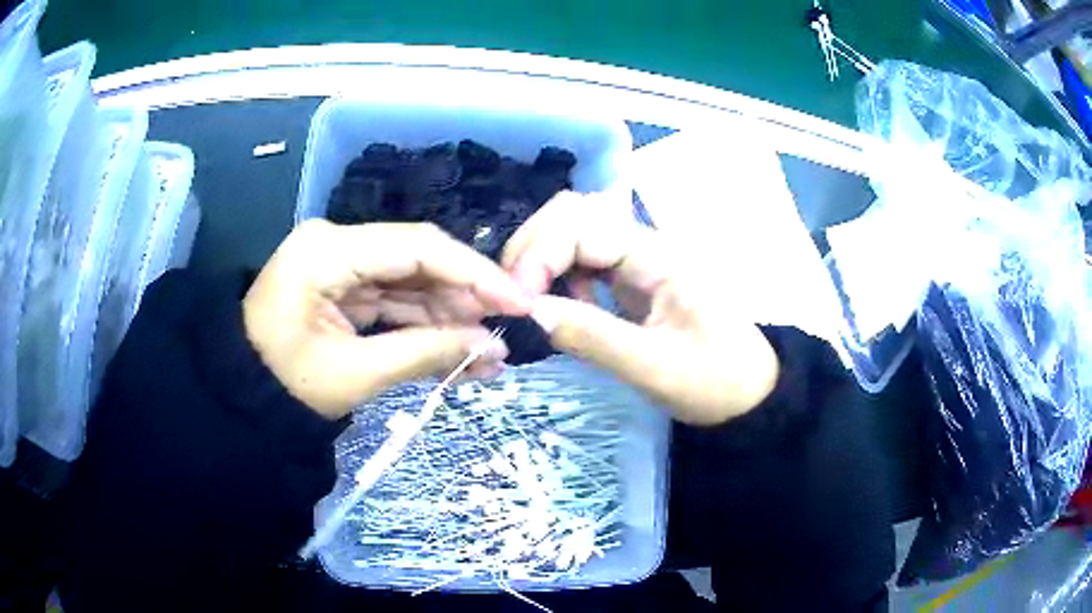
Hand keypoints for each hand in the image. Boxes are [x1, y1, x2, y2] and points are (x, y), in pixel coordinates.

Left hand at [244, 220, 530, 418]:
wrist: (240, 398)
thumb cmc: (285, 386)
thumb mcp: (356, 373)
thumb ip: (426, 352)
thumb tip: (492, 348)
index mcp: (329, 250)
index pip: (417, 248)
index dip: (475, 274)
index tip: (519, 302)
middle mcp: (338, 243)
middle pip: (418, 261)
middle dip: (465, 299)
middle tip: (505, 334)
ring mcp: (341, 264)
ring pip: (410, 282)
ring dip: (449, 317)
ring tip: (487, 354)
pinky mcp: (344, 286)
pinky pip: (393, 300)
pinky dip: (423, 325)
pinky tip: (457, 349)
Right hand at [502, 192, 778, 424]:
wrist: (751, 393)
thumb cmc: (716, 382)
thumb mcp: (656, 368)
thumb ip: (594, 338)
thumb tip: (531, 313)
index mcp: (658, 255)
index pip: (582, 224)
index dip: (539, 253)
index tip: (517, 301)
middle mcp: (645, 245)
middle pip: (573, 213)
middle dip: (532, 246)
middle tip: (511, 296)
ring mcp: (638, 259)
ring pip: (574, 233)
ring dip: (541, 258)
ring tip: (526, 301)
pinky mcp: (632, 278)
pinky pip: (584, 259)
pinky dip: (558, 274)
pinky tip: (561, 305)